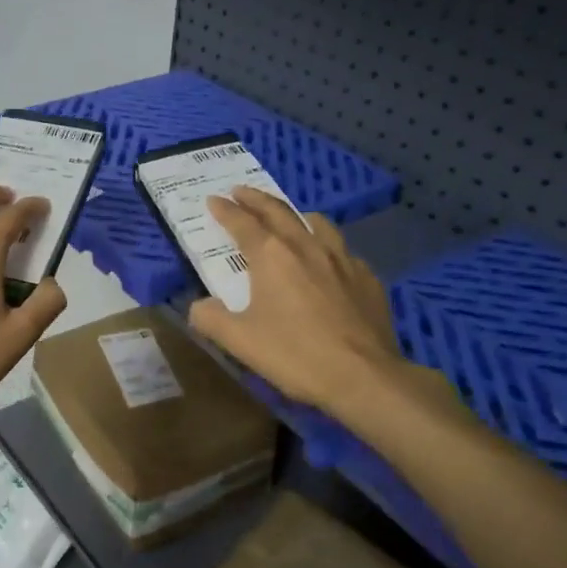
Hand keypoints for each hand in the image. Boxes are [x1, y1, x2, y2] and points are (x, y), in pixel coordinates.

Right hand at [187, 186, 410, 416]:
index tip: (213, 199)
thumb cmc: (294, 355)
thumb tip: (199, 307)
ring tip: (289, 217)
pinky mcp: (367, 278)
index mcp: (272, 256)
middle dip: (255, 199)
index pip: (242, 223)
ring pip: (317, 223)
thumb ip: (211, 319)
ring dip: (296, 215)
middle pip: (277, 211)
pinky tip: (328, 262)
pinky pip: (343, 251)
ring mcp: (342, 259)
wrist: (363, 376)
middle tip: (241, 191)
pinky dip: (327, 247)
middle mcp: (306, 246)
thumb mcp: (239, 341)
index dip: (225, 210)